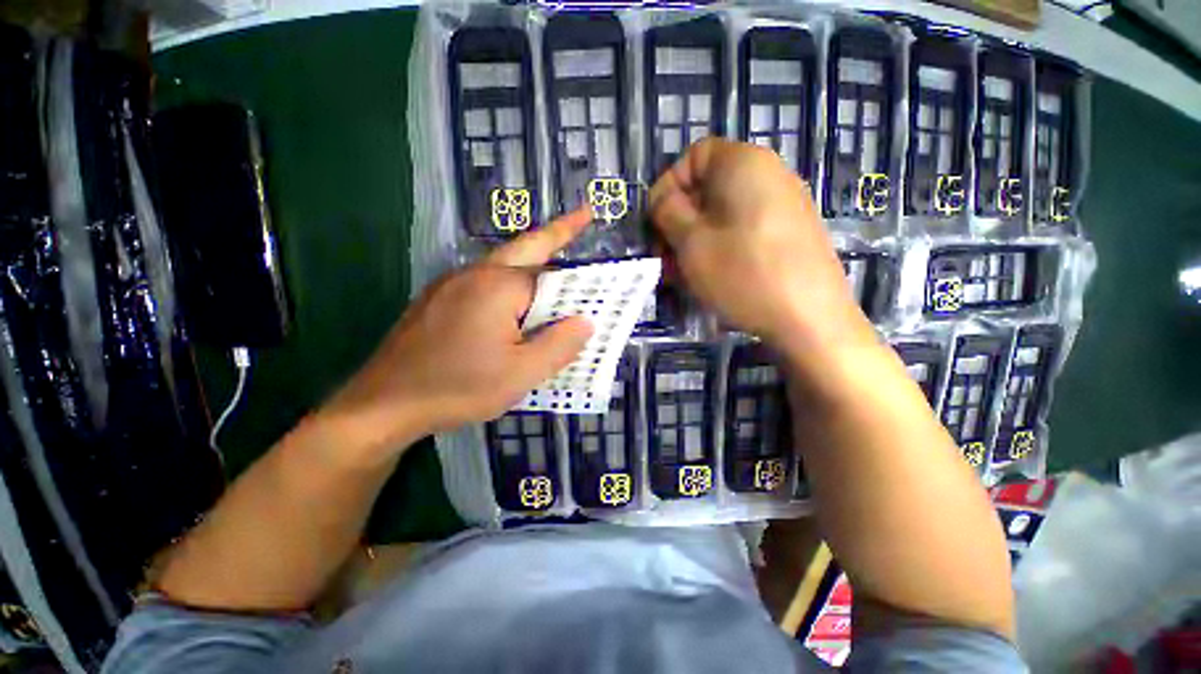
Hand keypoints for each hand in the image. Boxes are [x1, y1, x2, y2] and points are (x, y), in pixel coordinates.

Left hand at [318, 209, 594, 458]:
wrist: (383, 404)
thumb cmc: (458, 387)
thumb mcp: (521, 374)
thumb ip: (559, 345)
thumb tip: (587, 321)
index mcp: (500, 287)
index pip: (551, 277)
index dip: (577, 284)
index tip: (600, 280)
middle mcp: (476, 274)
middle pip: (527, 246)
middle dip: (559, 231)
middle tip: (584, 216)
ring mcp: (452, 283)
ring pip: (504, 263)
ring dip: (533, 259)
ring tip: (555, 266)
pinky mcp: (439, 298)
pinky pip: (485, 280)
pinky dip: (510, 281)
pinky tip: (513, 304)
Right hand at [649, 138, 871, 351]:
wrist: (810, 319)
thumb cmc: (742, 273)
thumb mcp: (691, 242)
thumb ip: (668, 211)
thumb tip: (662, 199)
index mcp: (743, 163)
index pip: (694, 156)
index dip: (668, 187)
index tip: (658, 225)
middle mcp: (768, 175)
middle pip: (708, 188)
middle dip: (678, 222)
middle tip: (665, 259)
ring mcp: (783, 205)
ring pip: (722, 214)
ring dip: (694, 241)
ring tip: (682, 276)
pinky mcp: (789, 233)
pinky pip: (742, 230)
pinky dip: (719, 248)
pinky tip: (710, 277)